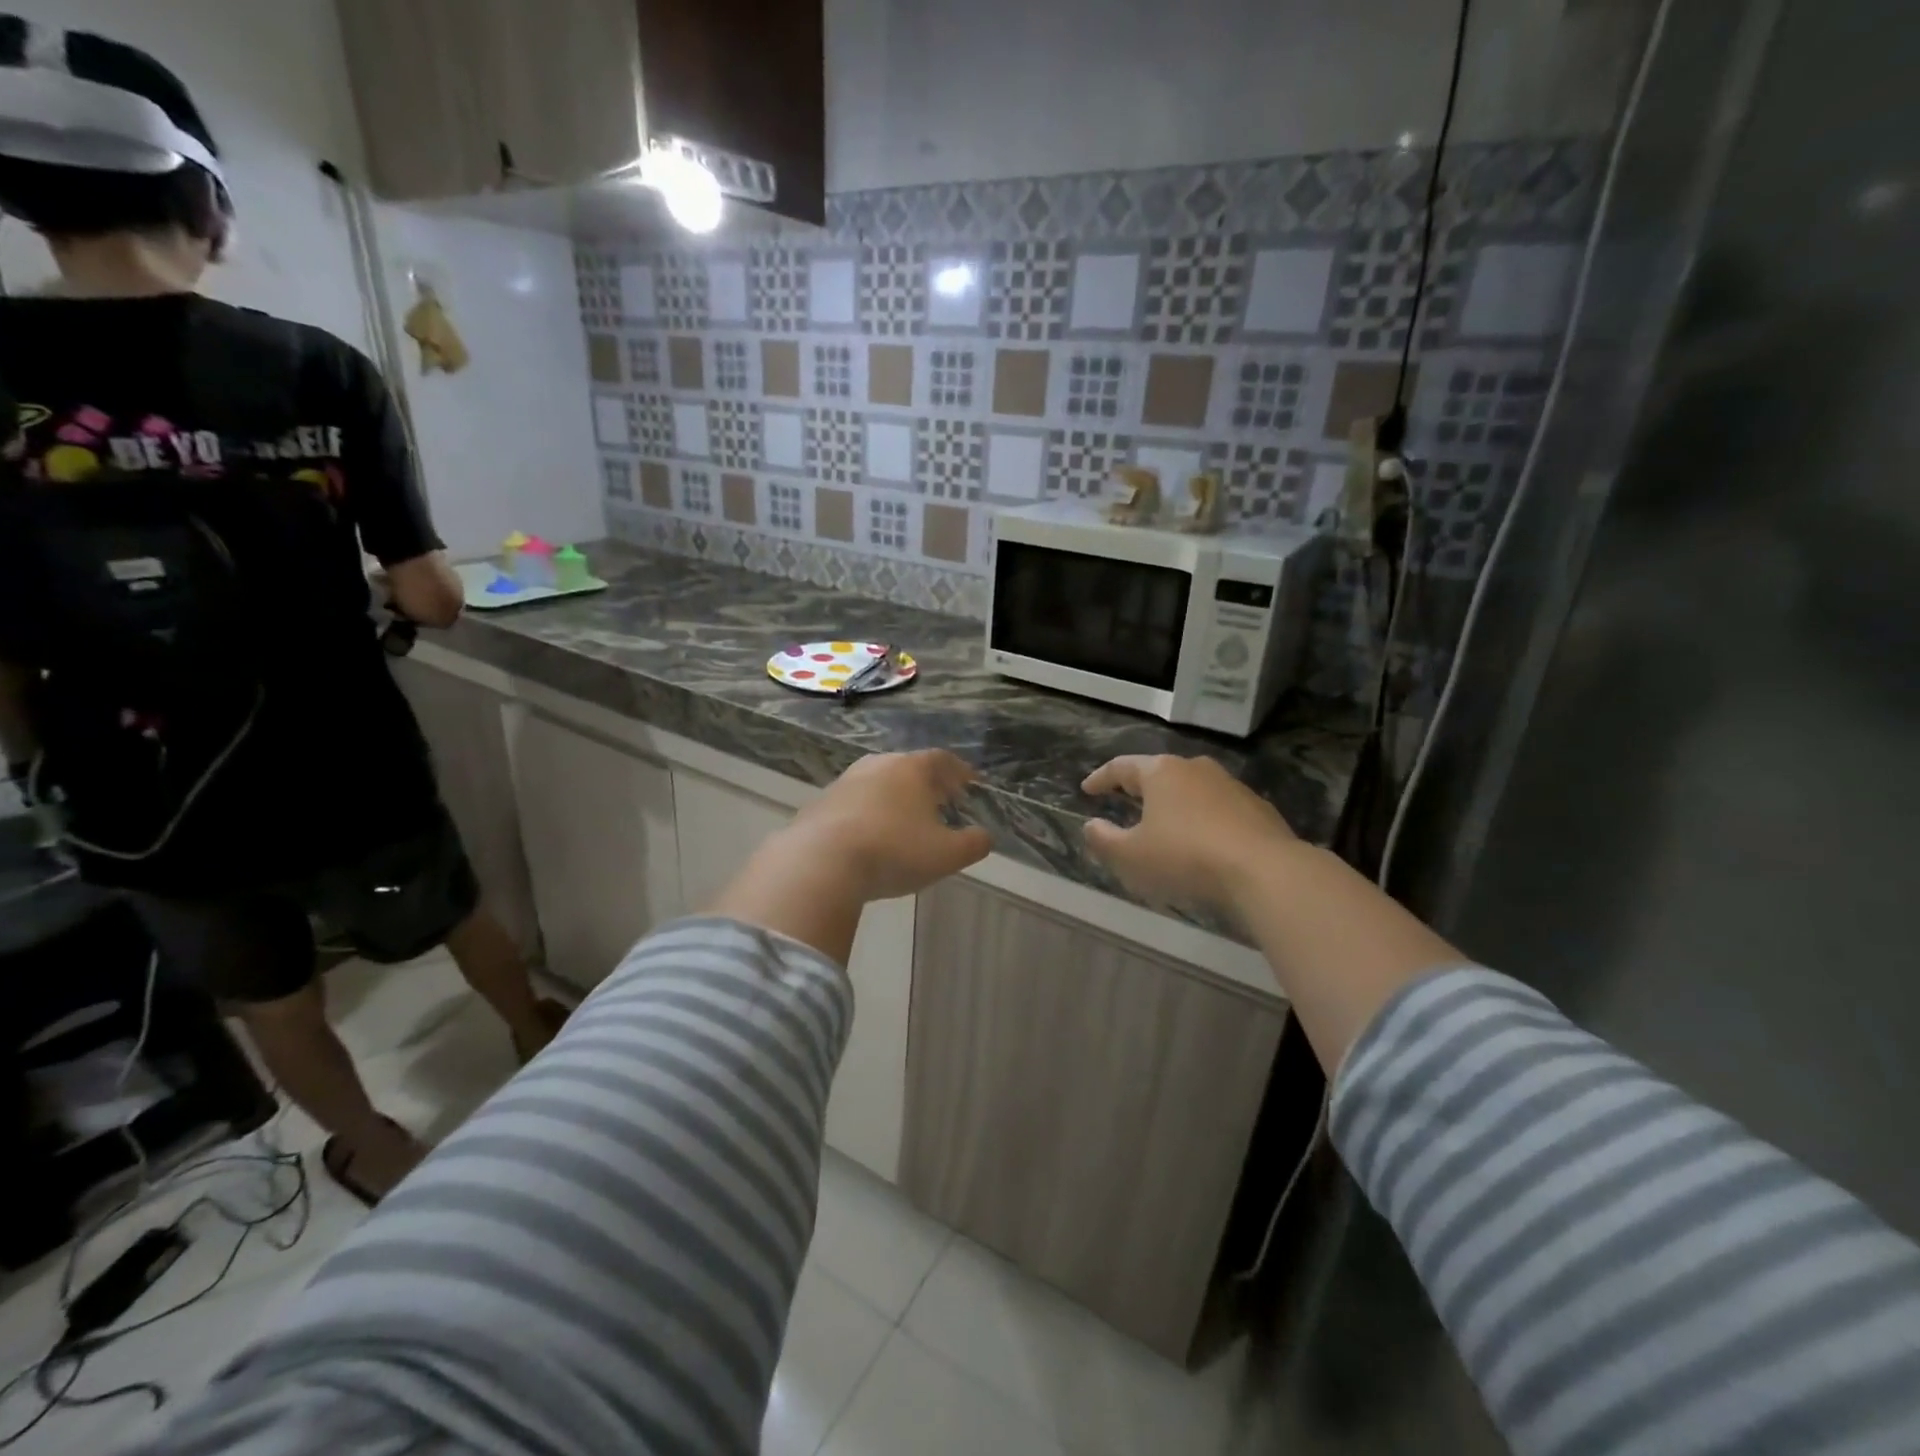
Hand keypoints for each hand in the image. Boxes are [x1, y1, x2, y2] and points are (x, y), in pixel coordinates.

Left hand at [784, 750, 992, 901]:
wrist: (820, 861)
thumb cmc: (893, 851)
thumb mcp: (946, 855)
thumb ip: (973, 844)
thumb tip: (984, 837)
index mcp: (912, 769)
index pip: (943, 760)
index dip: (960, 772)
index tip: (971, 783)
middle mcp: (878, 765)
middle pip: (909, 767)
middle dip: (928, 782)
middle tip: (941, 799)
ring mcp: (845, 782)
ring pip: (879, 782)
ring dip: (895, 796)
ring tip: (905, 817)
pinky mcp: (820, 803)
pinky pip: (854, 803)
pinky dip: (868, 812)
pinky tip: (870, 834)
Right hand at [1082, 755, 1297, 910]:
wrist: (1265, 872)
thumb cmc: (1185, 857)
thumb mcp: (1130, 856)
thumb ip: (1103, 840)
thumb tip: (1091, 826)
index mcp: (1161, 772)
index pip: (1121, 767)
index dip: (1100, 778)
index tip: (1087, 789)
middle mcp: (1196, 768)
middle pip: (1158, 773)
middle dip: (1138, 788)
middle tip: (1123, 800)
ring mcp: (1231, 786)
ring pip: (1191, 790)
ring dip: (1173, 804)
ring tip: (1163, 824)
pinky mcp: (1258, 809)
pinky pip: (1217, 809)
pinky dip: (1201, 820)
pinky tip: (1201, 842)